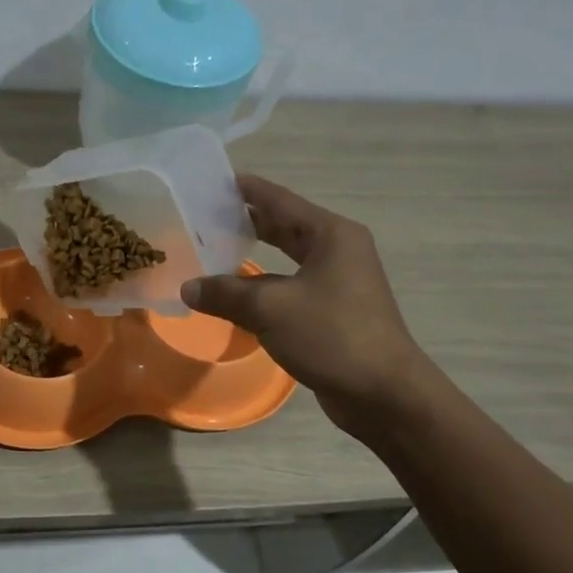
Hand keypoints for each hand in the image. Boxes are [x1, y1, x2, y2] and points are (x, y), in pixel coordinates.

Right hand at [181, 174, 428, 438]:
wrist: (383, 393)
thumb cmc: (332, 335)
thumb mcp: (270, 308)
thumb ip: (226, 293)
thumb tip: (188, 287)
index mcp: (331, 235)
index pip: (281, 201)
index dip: (248, 189)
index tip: (215, 180)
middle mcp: (338, 251)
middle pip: (286, 226)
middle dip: (248, 220)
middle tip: (206, 215)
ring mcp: (339, 282)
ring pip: (288, 259)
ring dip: (254, 255)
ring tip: (214, 250)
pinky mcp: (334, 311)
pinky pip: (291, 287)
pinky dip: (264, 285)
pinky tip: (236, 293)